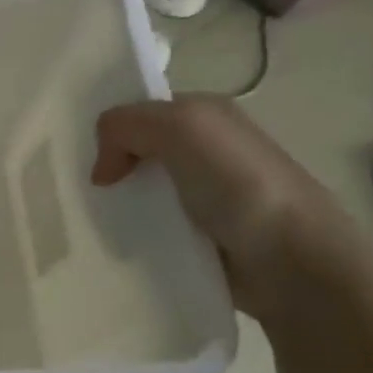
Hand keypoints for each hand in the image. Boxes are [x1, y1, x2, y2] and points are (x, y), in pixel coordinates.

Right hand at [91, 95, 362, 315]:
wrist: (292, 261)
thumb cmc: (238, 183)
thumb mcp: (181, 127)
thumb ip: (125, 126)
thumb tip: (102, 170)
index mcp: (207, 116)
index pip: (140, 111)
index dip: (110, 127)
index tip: (82, 155)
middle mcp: (205, 151)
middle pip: (136, 152)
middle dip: (106, 167)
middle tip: (80, 191)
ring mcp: (203, 197)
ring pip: (139, 193)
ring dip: (115, 205)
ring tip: (90, 221)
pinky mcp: (198, 239)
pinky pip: (150, 229)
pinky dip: (130, 235)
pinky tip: (116, 243)